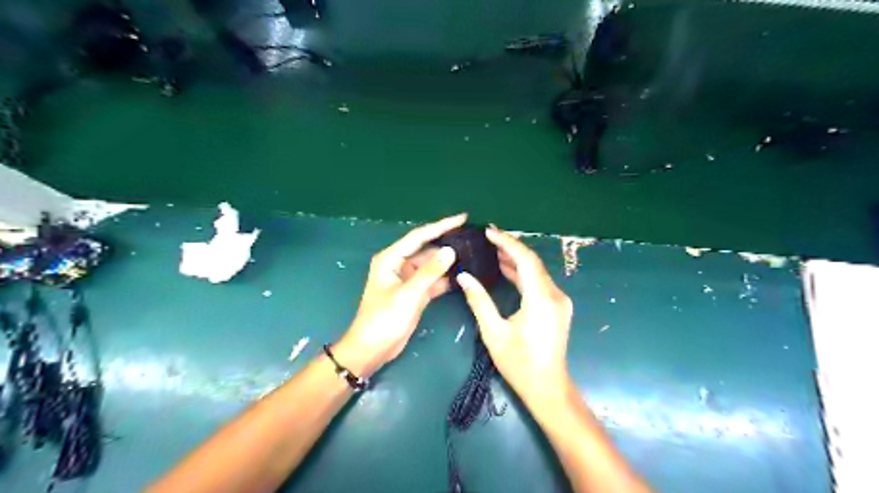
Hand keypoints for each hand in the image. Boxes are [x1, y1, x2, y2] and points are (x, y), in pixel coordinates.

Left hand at [334, 211, 465, 376]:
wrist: (372, 349)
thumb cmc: (383, 320)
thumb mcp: (408, 295)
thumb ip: (430, 272)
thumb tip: (450, 250)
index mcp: (391, 259)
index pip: (420, 236)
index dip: (442, 226)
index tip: (463, 218)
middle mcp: (399, 265)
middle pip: (427, 249)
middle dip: (448, 243)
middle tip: (472, 237)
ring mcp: (408, 279)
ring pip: (432, 265)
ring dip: (449, 262)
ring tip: (473, 253)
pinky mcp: (415, 293)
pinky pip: (433, 280)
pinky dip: (446, 278)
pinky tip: (463, 275)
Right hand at [457, 228, 574, 402]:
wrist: (547, 387)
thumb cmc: (519, 363)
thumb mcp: (494, 332)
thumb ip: (479, 301)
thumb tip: (464, 276)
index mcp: (541, 299)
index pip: (525, 260)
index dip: (507, 243)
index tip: (489, 231)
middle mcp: (555, 295)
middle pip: (533, 262)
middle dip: (511, 247)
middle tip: (489, 236)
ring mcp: (559, 301)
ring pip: (536, 272)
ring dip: (516, 260)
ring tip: (493, 249)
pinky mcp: (557, 307)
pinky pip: (539, 283)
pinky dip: (522, 274)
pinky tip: (507, 269)